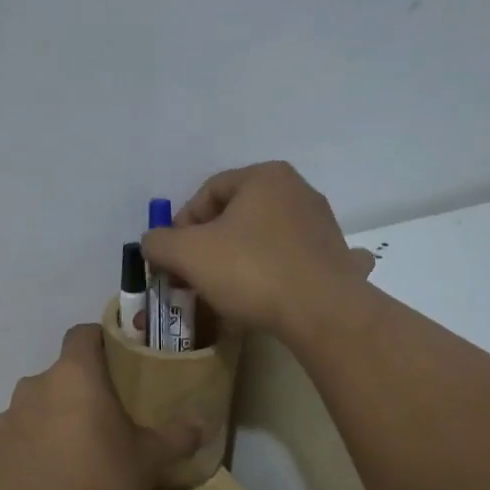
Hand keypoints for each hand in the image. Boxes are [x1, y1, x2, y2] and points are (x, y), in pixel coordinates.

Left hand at [0, 325, 202, 489]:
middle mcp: (32, 388)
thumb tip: (204, 422)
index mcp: (73, 376)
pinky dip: (30, 452)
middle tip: (104, 422)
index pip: (82, 335)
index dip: (100, 343)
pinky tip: (48, 482)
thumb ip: (178, 434)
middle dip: (78, 392)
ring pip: (34, 409)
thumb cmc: (106, 487)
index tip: (117, 363)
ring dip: (52, 421)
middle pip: (59, 376)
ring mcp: (4, 422)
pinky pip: (15, 442)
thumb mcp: (151, 459)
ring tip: (74, 456)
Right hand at [140, 162, 374, 338]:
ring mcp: (322, 224)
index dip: (182, 224)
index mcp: (264, 177)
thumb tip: (153, 243)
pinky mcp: (336, 257)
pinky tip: (274, 291)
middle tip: (194, 274)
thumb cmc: (251, 271)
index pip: (208, 191)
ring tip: (227, 290)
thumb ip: (159, 242)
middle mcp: (298, 190)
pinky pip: (296, 259)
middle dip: (210, 243)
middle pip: (237, 213)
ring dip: (242, 257)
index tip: (173, 258)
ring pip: (266, 236)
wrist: (323, 312)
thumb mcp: (188, 254)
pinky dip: (280, 271)